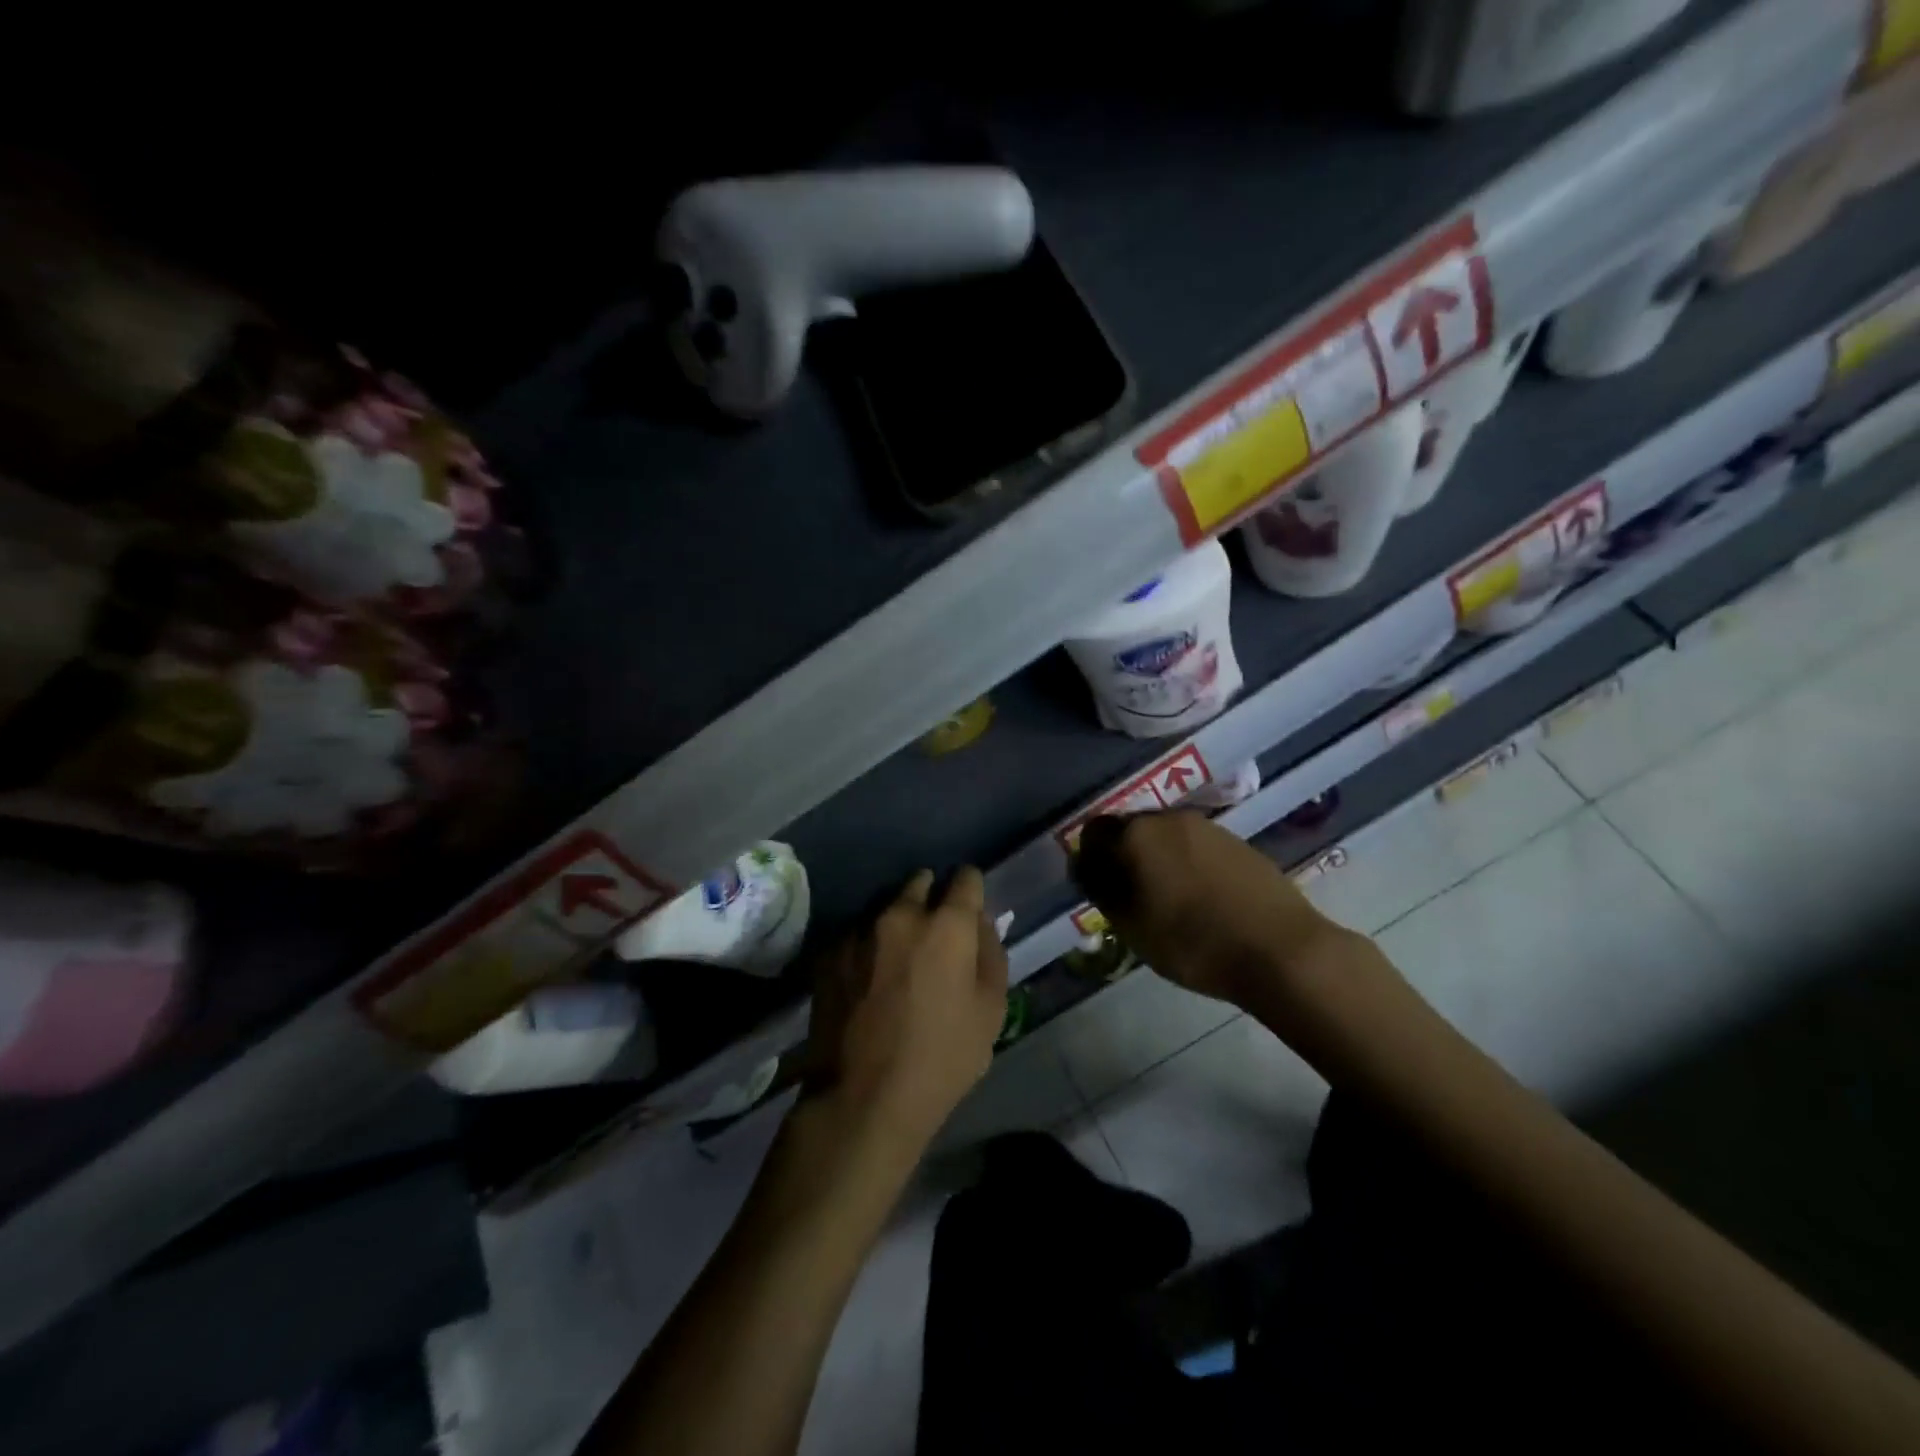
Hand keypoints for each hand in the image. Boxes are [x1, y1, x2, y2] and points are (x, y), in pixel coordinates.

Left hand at [805, 867, 1008, 1155]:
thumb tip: (980, 922)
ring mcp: (859, 931)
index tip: (970, 910)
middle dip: (931, 899)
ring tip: (898, 959)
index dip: (972, 891)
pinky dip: (868, 946)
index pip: (966, 878)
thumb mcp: (991, 1010)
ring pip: (886, 908)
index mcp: (947, 924)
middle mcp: (900, 914)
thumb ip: (990, 953)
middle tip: (935, 936)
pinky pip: (857, 934)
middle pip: (920, 883)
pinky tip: (869, 979)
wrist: (862, 1098)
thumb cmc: (942, 1058)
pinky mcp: (829, 953)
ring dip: (897, 922)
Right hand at [1073, 811, 1340, 1007]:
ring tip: (1170, 902)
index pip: (1093, 833)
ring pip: (1166, 838)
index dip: (1091, 861)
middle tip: (1132, 898)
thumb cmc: (1192, 942)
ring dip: (1159, 861)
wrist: (1281, 950)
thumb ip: (1101, 890)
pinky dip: (1189, 866)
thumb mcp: (1131, 926)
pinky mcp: (1238, 842)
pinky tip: (1203, 899)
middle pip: (1131, 831)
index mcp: (1135, 835)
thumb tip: (1086, 867)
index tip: (1099, 891)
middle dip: (1125, 858)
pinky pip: (1197, 847)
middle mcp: (1168, 819)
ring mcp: (1207, 827)